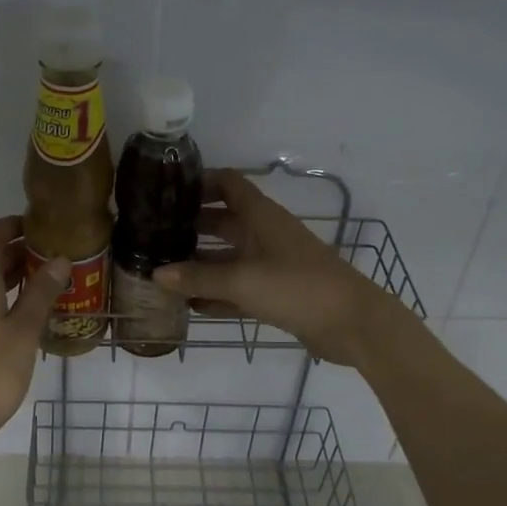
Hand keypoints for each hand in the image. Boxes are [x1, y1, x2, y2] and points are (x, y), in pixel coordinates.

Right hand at [154, 170, 403, 366]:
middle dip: (191, 225)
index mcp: (261, 216)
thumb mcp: (243, 281)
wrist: (353, 324)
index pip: (228, 184)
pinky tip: (189, 303)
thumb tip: (155, 274)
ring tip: (162, 269)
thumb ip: (198, 278)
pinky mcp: (276, 293)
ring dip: (200, 262)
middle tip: (153, 234)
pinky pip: (238, 287)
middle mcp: (265, 234)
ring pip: (228, 257)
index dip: (199, 182)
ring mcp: (272, 264)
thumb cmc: (298, 288)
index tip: (166, 190)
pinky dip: (216, 292)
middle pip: (223, 220)